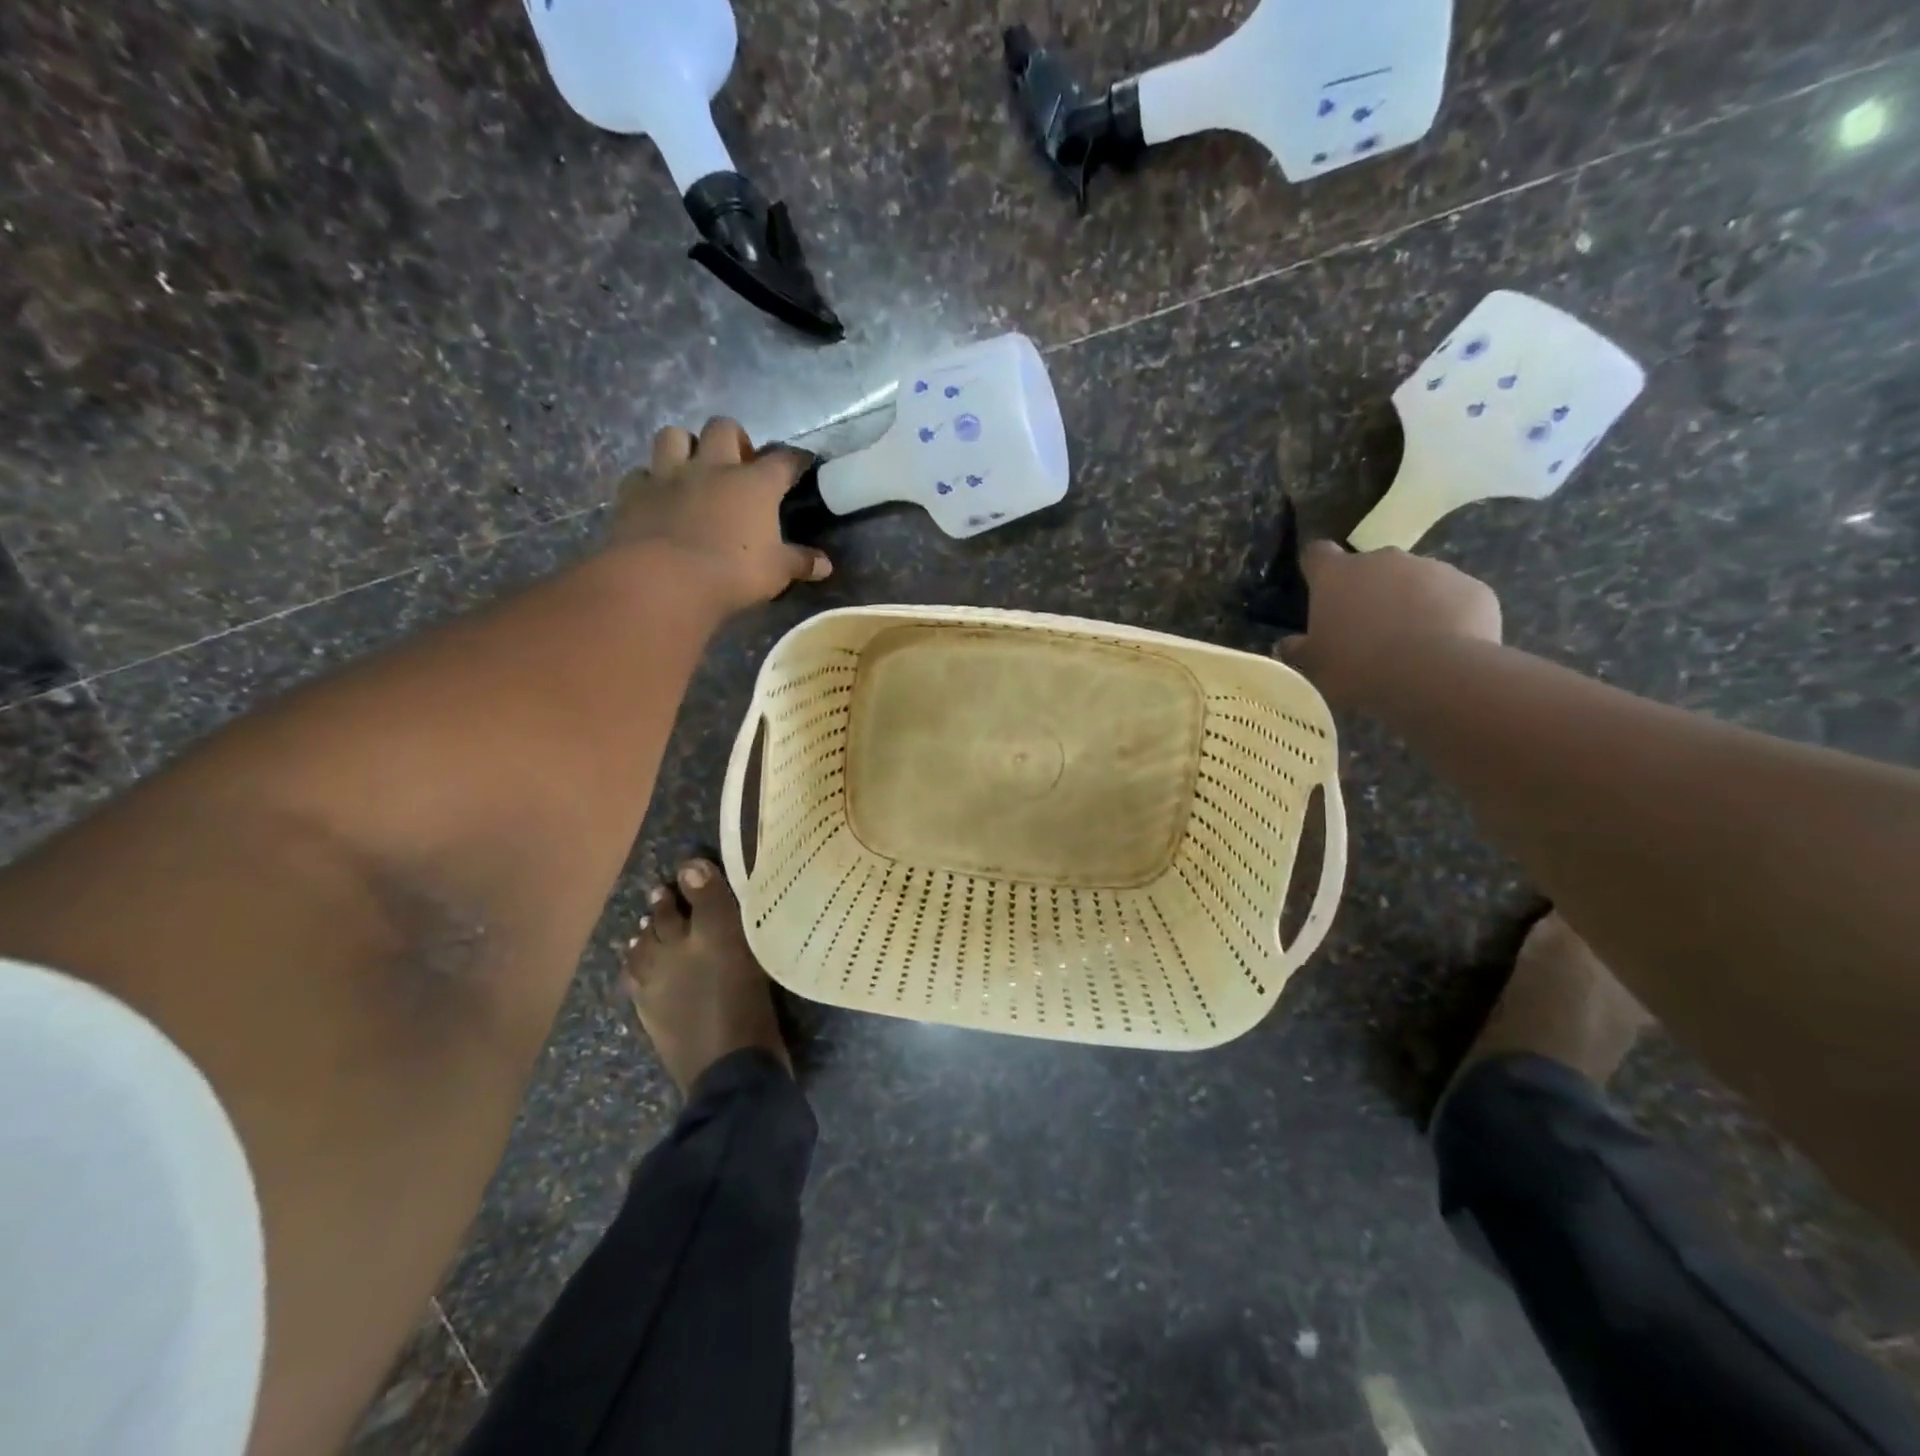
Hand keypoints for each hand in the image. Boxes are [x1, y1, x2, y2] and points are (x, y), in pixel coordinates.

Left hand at [610, 417, 831, 612]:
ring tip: (693, 468)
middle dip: (734, 438)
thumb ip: (800, 563)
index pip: (783, 459)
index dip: (796, 458)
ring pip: (674, 435)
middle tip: (739, 463)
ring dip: (685, 446)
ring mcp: (669, 475)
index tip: (802, 462)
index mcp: (754, 483)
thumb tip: (825, 566)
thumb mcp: (776, 572)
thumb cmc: (732, 573)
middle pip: (723, 427)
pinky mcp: (634, 492)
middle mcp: (712, 467)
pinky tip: (657, 497)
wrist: (663, 580)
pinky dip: (650, 481)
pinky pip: (641, 474)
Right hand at [1280, 543, 1501, 706]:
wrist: (1436, 674)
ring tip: (1410, 642)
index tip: (1318, 587)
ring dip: (1409, 602)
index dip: (1317, 568)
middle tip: (1366, 628)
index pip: (1317, 553)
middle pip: (1369, 567)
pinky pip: (1453, 597)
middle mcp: (1383, 560)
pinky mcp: (1472, 586)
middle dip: (1368, 590)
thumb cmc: (1358, 667)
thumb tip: (1288, 644)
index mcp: (1337, 575)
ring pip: (1414, 580)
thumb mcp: (1316, 666)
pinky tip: (1444, 646)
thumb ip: (1299, 650)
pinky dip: (1446, 615)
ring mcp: (1432, 568)